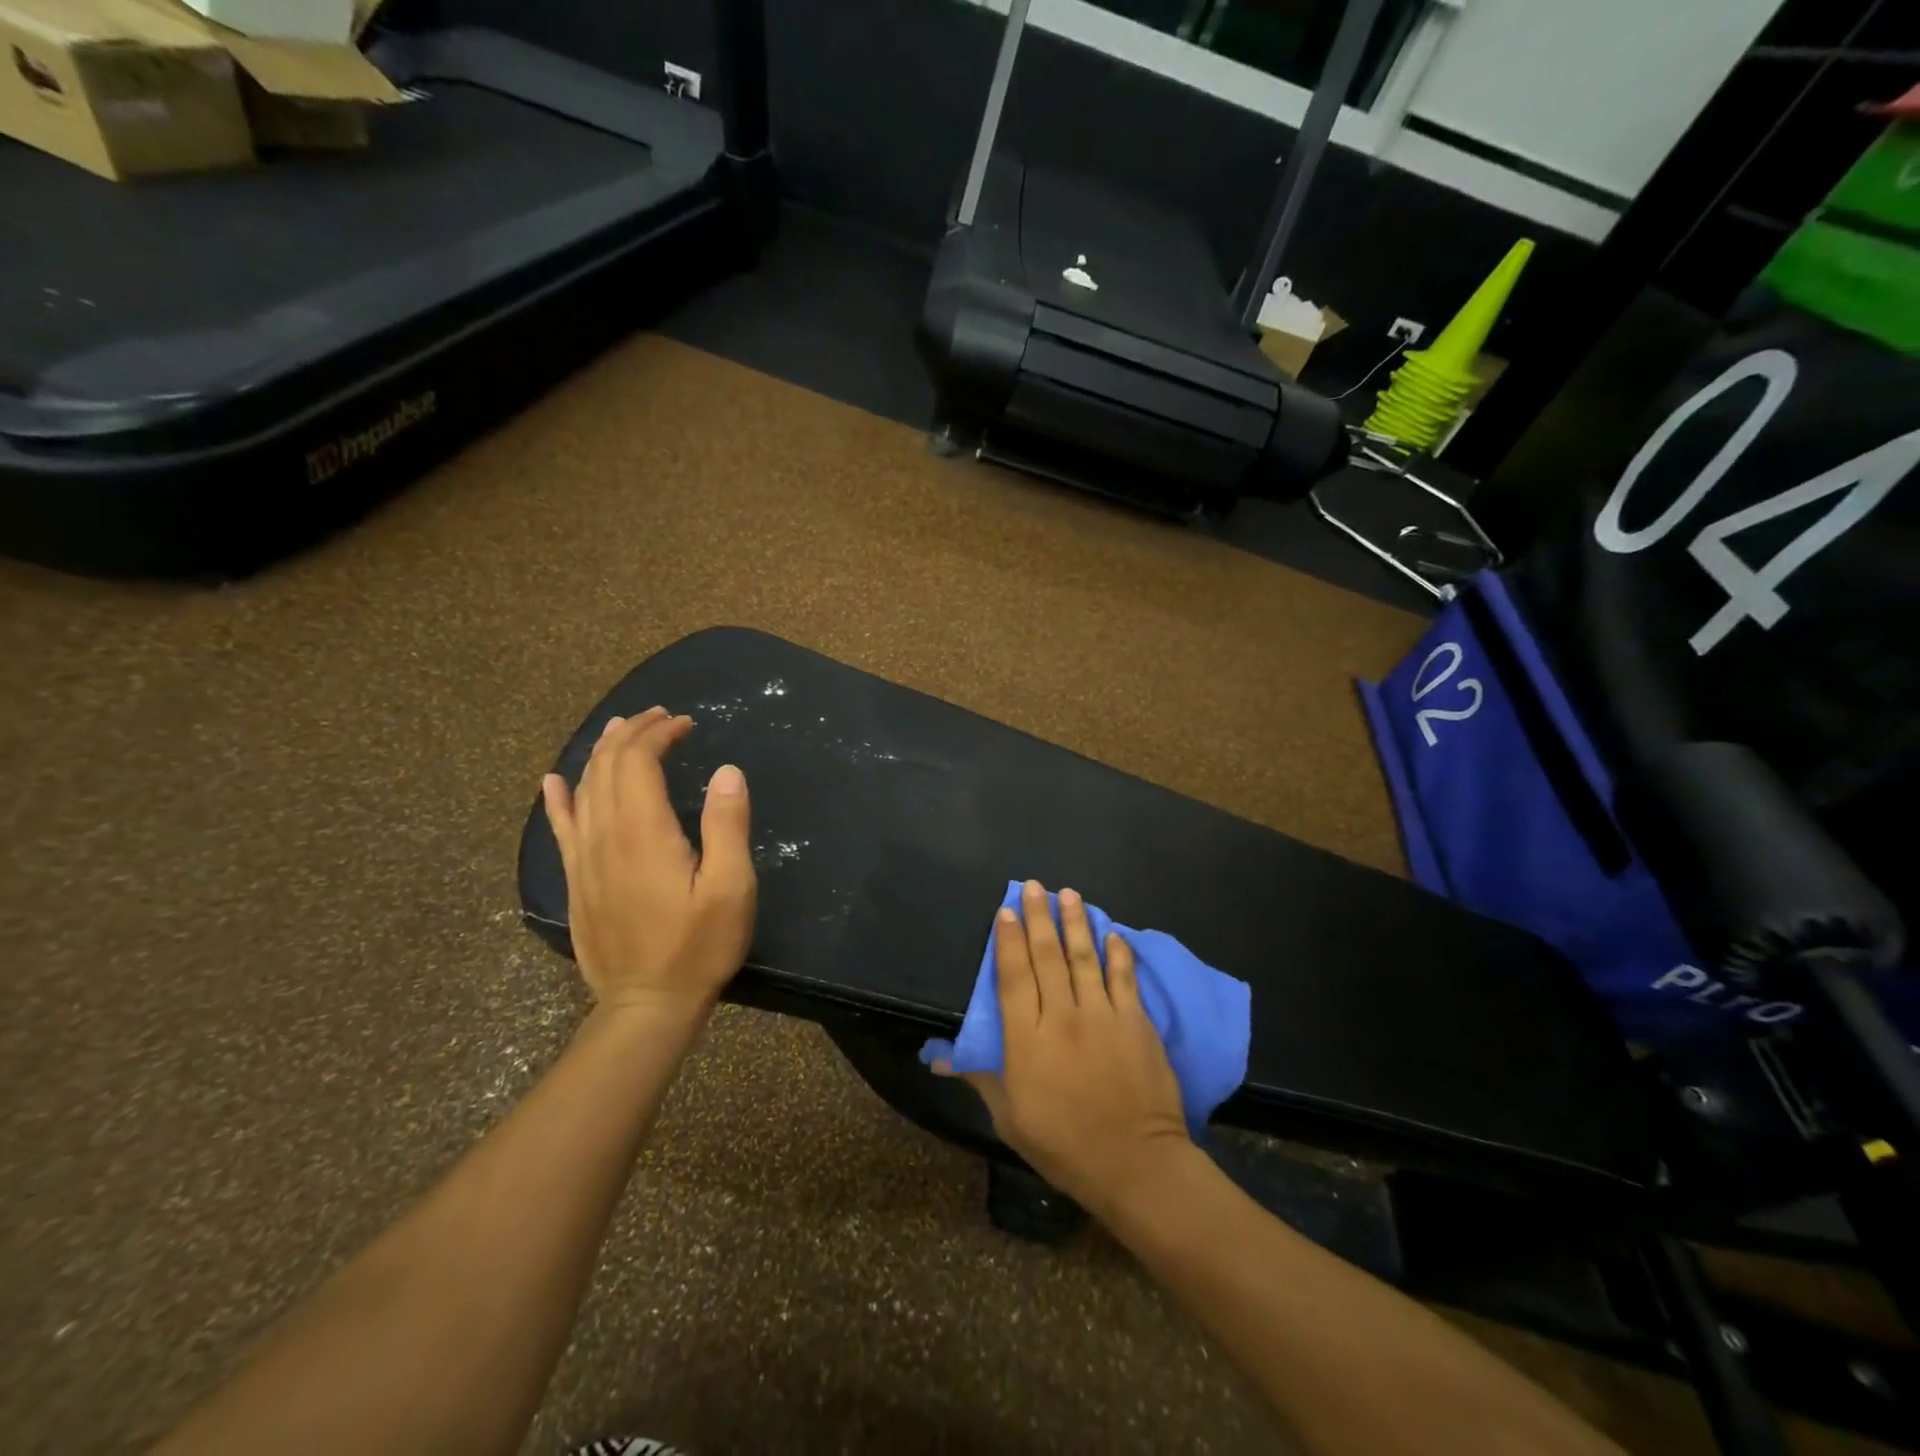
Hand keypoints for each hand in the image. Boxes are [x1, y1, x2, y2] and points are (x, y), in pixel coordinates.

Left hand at [541, 707, 755, 1023]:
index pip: (637, 762)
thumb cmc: (698, 946)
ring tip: (619, 728)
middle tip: (660, 716)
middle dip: (631, 733)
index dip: (658, 734)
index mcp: (643, 832)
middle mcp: (604, 836)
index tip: (686, 723)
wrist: (646, 1004)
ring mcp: (583, 859)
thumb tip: (726, 770)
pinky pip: (559, 827)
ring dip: (600, 753)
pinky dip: (558, 798)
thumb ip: (727, 825)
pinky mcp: (576, 880)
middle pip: (606, 767)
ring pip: (582, 790)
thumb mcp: (730, 887)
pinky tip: (554, 781)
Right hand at [936, 880, 1189, 1216]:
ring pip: (1084, 957)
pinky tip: (1112, 933)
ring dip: (1075, 922)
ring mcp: (1102, 1015)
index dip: (1007, 941)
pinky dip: (1117, 952)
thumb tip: (940, 1058)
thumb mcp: (1010, 1117)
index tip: (1005, 911)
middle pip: (1047, 957)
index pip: (1013, 977)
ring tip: (1069, 893)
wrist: (1135, 1165)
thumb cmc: (1063, 1144)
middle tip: (1035, 886)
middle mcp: (1062, 1016)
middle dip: (1039, 918)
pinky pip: (1123, 977)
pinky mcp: (1136, 1022)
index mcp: (1027, 1040)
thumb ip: (980, 1078)